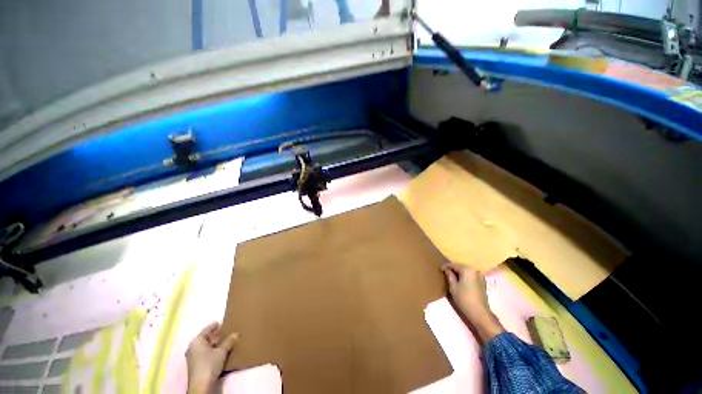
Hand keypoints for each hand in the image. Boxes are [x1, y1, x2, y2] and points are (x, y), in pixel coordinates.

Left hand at [186, 322, 238, 393]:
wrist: (201, 385)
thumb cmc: (209, 364)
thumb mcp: (222, 351)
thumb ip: (229, 341)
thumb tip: (236, 334)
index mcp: (197, 341)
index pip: (206, 330)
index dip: (213, 326)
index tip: (219, 322)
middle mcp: (193, 347)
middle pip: (205, 338)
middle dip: (214, 335)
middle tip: (224, 331)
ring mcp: (193, 357)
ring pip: (205, 346)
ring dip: (214, 344)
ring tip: (224, 341)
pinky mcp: (195, 365)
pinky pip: (204, 353)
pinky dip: (211, 350)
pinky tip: (219, 351)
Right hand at [442, 263, 503, 342]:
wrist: (480, 313)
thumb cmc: (464, 299)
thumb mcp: (453, 287)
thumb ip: (449, 276)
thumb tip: (447, 270)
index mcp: (467, 270)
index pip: (454, 265)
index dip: (446, 266)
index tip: (440, 269)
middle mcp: (474, 271)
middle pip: (461, 267)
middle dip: (453, 269)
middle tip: (445, 273)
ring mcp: (480, 276)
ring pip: (466, 272)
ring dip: (460, 273)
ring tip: (453, 277)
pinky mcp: (483, 283)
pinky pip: (471, 276)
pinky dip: (465, 277)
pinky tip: (461, 282)